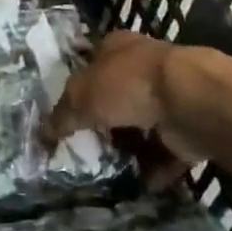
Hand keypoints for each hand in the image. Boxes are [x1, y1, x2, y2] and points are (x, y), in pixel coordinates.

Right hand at [47, 31, 210, 186]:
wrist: (190, 100)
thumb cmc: (128, 85)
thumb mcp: (81, 97)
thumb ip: (61, 117)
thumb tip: (42, 135)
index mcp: (116, 47)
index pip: (92, 61)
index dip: (78, 84)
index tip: (66, 113)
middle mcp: (143, 67)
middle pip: (116, 94)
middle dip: (103, 119)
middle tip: (84, 146)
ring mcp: (169, 96)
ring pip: (142, 123)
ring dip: (131, 146)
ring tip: (109, 169)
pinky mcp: (187, 126)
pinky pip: (167, 151)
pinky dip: (156, 168)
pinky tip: (140, 183)